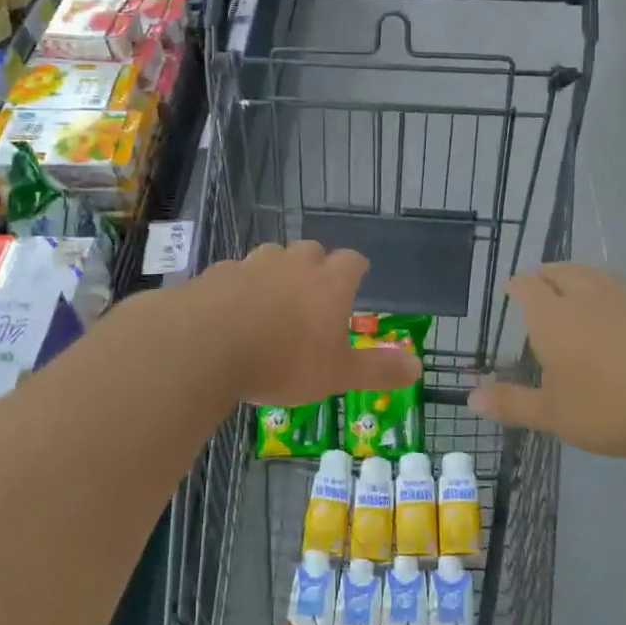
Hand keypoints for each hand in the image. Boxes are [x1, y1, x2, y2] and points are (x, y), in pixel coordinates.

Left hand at [189, 242, 420, 405]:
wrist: (207, 345)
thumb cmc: (284, 361)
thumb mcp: (337, 374)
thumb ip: (378, 370)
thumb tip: (418, 367)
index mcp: (329, 284)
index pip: (352, 261)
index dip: (356, 268)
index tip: (357, 277)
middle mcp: (293, 264)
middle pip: (311, 250)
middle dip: (316, 265)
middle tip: (314, 291)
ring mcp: (252, 265)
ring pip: (271, 255)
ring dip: (276, 271)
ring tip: (272, 299)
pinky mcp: (217, 274)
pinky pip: (234, 273)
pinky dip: (239, 286)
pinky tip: (231, 309)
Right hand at [470, 263, 625, 461]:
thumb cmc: (610, 408)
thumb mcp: (554, 414)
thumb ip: (512, 403)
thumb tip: (469, 399)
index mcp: (553, 316)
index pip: (528, 286)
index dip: (516, 285)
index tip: (510, 288)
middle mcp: (588, 296)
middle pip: (563, 271)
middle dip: (548, 274)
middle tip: (541, 282)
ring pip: (598, 275)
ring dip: (582, 276)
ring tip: (577, 286)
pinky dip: (618, 292)